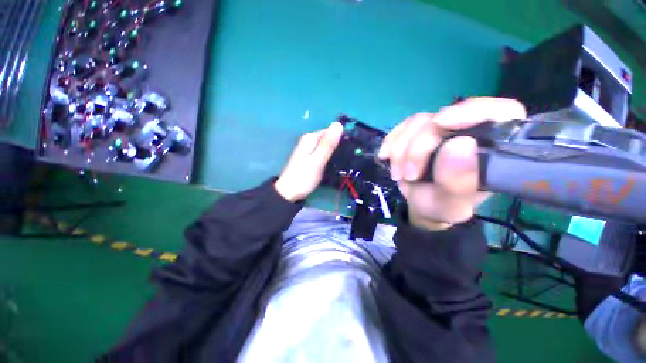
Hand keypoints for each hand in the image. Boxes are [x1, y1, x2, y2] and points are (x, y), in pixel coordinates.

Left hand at [275, 122, 343, 201]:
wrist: (289, 193)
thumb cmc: (303, 177)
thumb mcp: (317, 160)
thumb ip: (328, 144)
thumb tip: (338, 124)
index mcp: (310, 138)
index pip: (330, 131)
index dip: (341, 138)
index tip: (350, 148)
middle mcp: (308, 141)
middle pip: (328, 139)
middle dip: (338, 146)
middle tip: (349, 157)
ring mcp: (308, 150)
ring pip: (326, 147)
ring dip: (335, 152)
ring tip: (345, 161)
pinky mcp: (310, 158)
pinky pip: (323, 154)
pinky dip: (329, 157)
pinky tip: (335, 164)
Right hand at [378, 98, 526, 229]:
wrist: (422, 204)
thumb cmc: (443, 206)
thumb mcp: (452, 204)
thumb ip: (459, 182)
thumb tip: (460, 144)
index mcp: (493, 147)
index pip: (500, 112)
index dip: (472, 111)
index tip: (441, 124)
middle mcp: (469, 131)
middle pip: (443, 118)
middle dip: (417, 148)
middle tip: (408, 175)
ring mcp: (441, 129)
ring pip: (418, 122)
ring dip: (400, 149)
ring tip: (398, 174)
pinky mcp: (419, 131)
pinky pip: (402, 127)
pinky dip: (391, 141)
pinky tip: (385, 156)